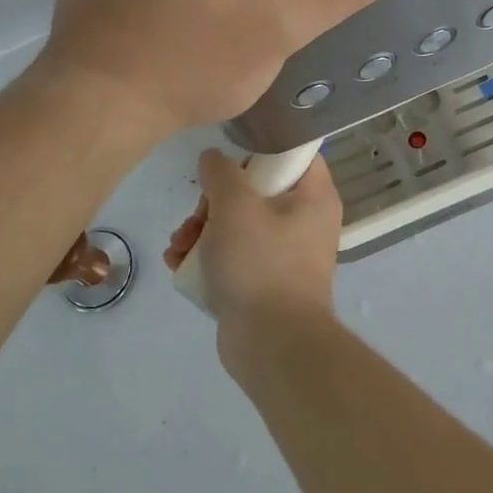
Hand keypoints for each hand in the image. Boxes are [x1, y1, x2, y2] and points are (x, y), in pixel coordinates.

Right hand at [165, 148, 340, 345]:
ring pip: (237, 222)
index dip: (260, 147)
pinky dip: (206, 255)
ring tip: (179, 246)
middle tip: (199, 215)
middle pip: (256, 188)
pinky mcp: (262, 281)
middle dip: (215, 200)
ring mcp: (284, 253)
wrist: (271, 345)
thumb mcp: (235, 206)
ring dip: (201, 228)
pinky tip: (178, 263)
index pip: (294, 152)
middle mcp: (304, 221)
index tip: (228, 156)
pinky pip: (233, 254)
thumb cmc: (260, 264)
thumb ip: (221, 172)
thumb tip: (214, 159)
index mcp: (314, 196)